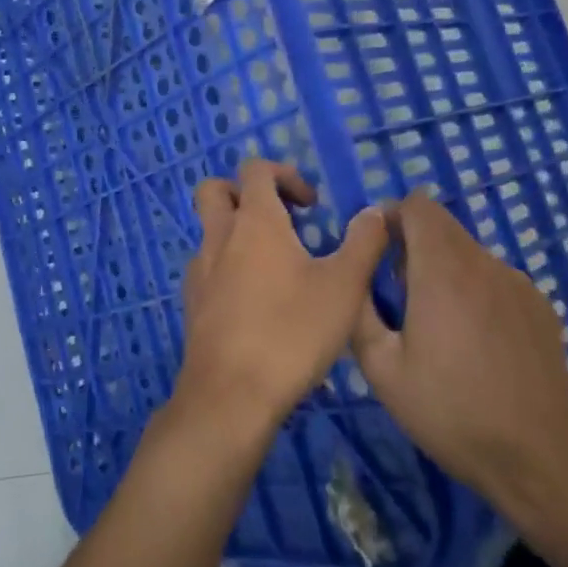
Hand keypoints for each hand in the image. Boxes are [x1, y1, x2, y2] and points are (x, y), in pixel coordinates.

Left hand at [176, 160, 388, 438]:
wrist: (230, 397)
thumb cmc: (291, 332)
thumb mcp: (345, 286)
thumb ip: (364, 242)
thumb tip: (375, 211)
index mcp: (254, 221)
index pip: (256, 169)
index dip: (284, 175)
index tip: (311, 206)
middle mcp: (219, 236)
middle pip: (217, 190)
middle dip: (246, 193)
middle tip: (280, 221)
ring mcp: (199, 271)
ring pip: (210, 231)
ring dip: (238, 234)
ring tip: (276, 268)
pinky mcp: (192, 305)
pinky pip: (207, 268)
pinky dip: (228, 268)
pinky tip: (256, 304)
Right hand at [351, 193, 567, 529]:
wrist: (539, 458)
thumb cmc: (451, 412)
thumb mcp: (383, 370)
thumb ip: (360, 311)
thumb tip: (355, 274)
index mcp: (443, 269)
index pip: (417, 205)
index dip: (393, 217)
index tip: (379, 253)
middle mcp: (484, 263)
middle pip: (443, 227)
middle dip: (414, 247)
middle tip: (402, 299)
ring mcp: (518, 283)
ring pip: (469, 255)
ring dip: (447, 272)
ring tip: (441, 329)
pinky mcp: (540, 306)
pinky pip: (496, 280)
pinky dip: (477, 293)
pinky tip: (479, 346)